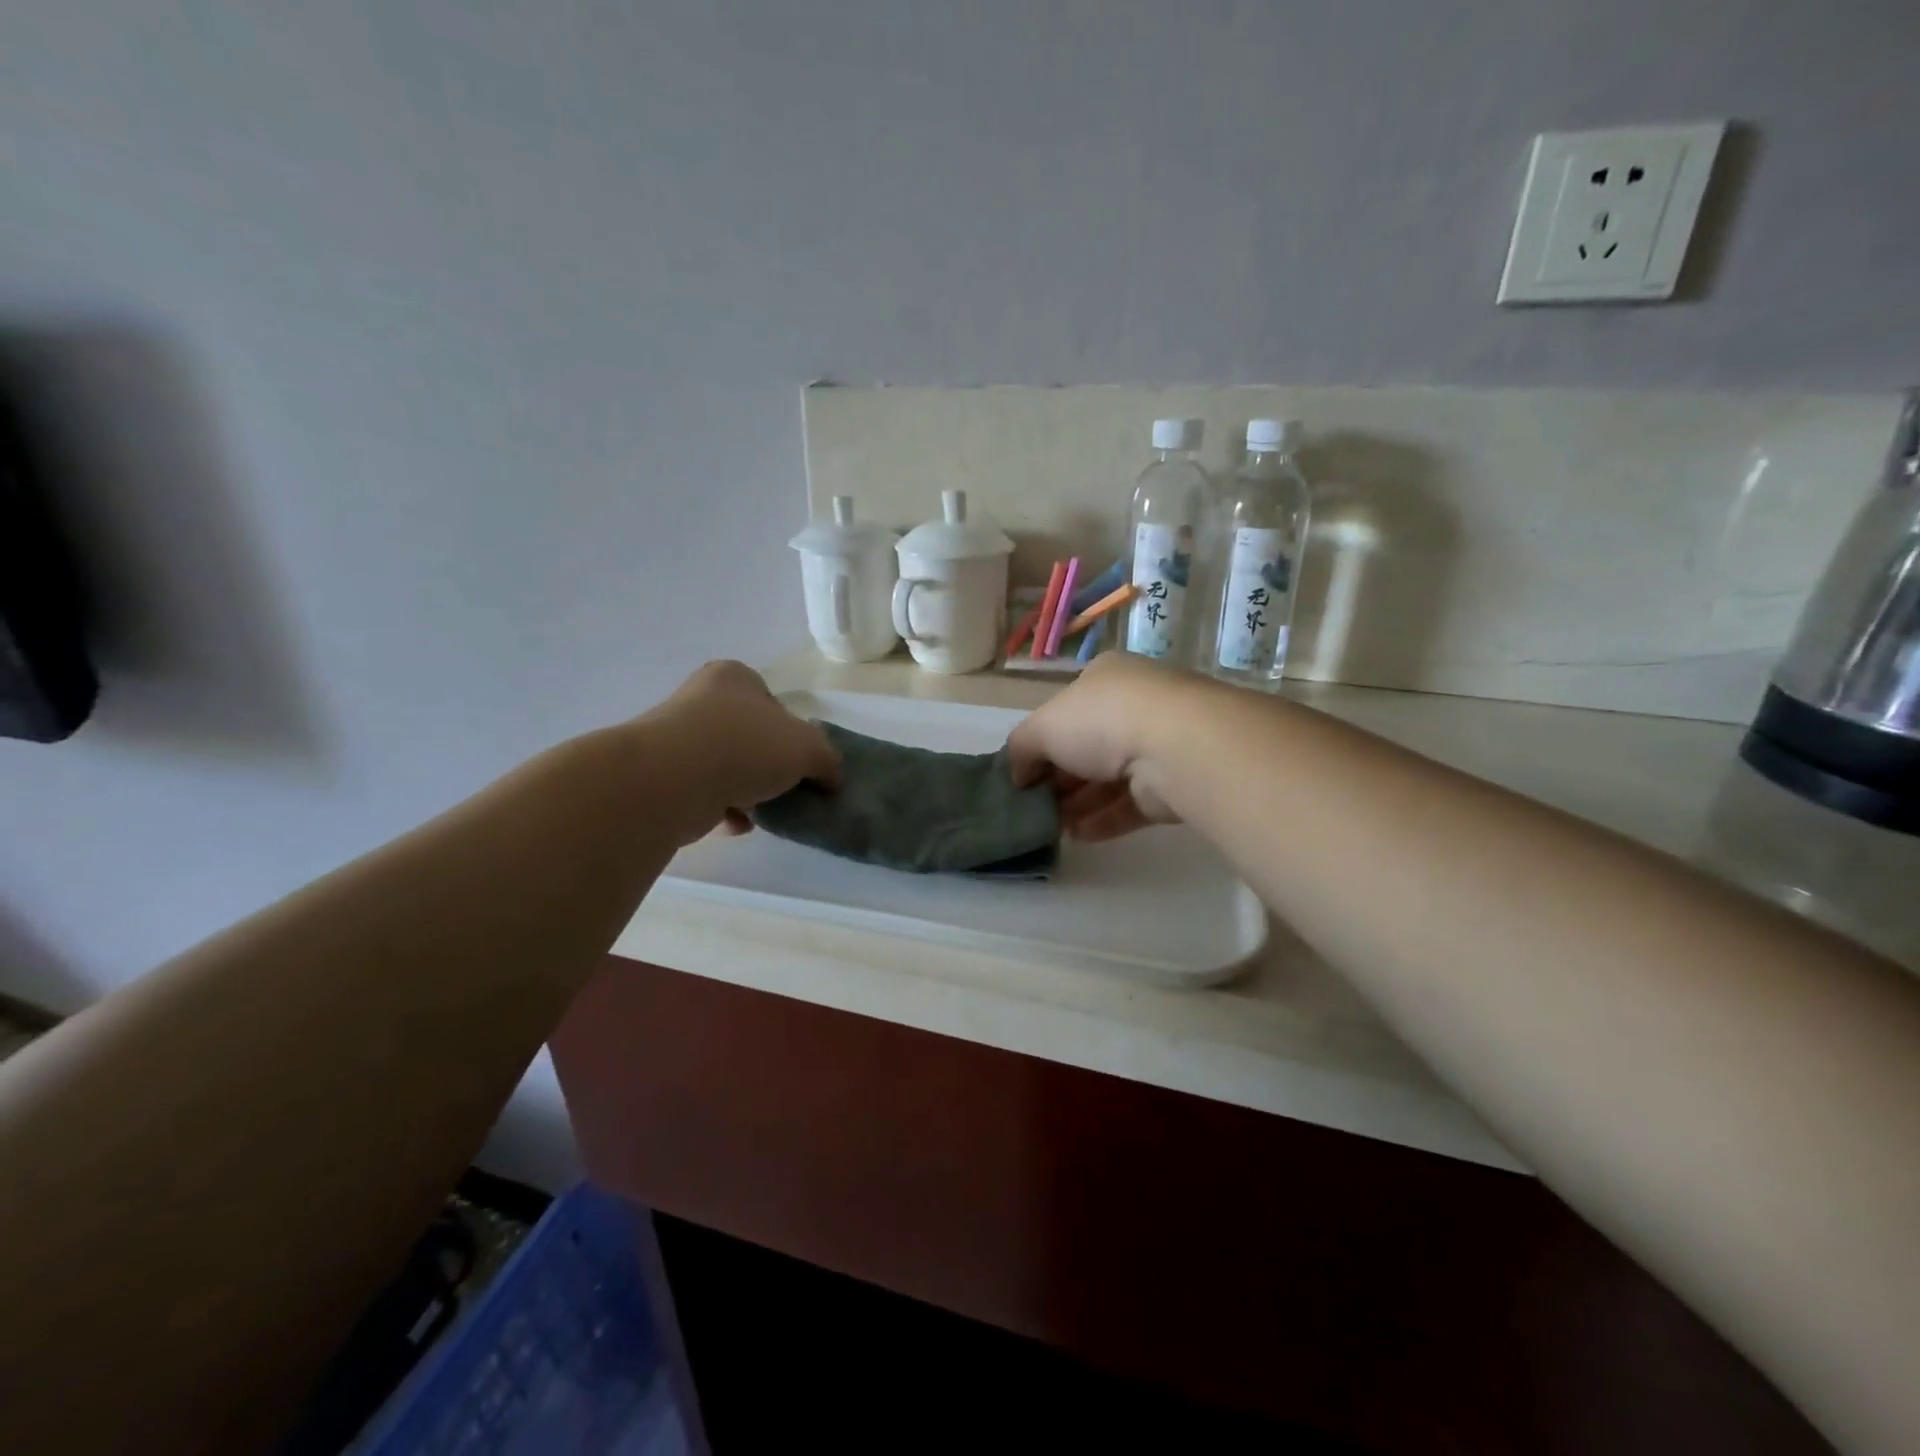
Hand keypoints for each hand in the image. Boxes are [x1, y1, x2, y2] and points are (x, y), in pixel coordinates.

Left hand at [647, 661, 839, 839]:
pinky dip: (724, 809)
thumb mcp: (807, 748)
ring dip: (748, 791)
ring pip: (727, 767)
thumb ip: (827, 760)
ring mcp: (677, 738)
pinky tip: (737, 823)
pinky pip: (705, 793)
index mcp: (735, 678)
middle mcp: (701, 700)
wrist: (672, 781)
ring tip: (764, 811)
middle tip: (787, 789)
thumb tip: (830, 778)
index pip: (774, 703)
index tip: (802, 762)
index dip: (794, 734)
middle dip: (769, 767)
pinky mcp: (663, 776)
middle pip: (750, 737)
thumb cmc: (745, 746)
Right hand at [1006, 653, 1192, 840]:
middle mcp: (1134, 707)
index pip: (1067, 710)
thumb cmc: (1101, 720)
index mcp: (1105, 679)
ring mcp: (1157, 746)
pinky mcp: (1171, 785)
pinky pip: (1130, 804)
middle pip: (1087, 748)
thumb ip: (1021, 749)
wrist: (1173, 747)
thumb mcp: (1042, 727)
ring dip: (1078, 804)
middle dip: (1059, 778)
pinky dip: (1103, 820)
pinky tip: (1078, 836)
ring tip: (1051, 827)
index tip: (1023, 773)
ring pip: (1108, 779)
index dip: (1042, 741)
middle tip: (1034, 805)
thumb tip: (1017, 775)